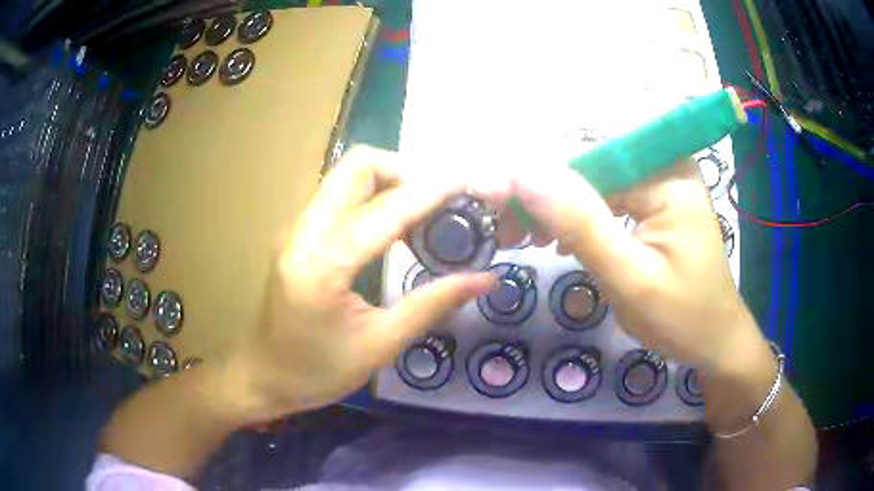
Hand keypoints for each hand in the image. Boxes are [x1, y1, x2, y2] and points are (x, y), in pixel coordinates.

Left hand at [220, 146, 496, 422]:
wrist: (262, 376)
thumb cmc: (317, 371)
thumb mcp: (380, 345)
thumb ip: (433, 304)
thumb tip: (485, 278)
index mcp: (323, 262)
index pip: (388, 210)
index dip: (433, 190)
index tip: (469, 179)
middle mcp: (305, 231)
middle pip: (358, 166)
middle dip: (405, 171)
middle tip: (442, 199)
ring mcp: (297, 228)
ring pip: (347, 176)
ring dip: (390, 180)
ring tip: (427, 210)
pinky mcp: (297, 233)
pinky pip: (339, 196)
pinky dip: (373, 196)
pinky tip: (395, 225)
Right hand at [510, 160, 766, 370]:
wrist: (715, 341)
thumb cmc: (682, 318)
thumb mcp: (630, 278)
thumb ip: (580, 224)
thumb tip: (522, 174)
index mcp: (668, 174)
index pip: (589, 160)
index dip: (538, 182)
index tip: (495, 210)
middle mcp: (665, 165)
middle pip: (590, 168)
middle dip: (547, 200)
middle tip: (510, 234)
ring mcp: (662, 182)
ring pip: (594, 183)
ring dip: (559, 210)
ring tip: (531, 240)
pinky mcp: (657, 200)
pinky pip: (609, 198)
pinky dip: (581, 219)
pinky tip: (561, 240)